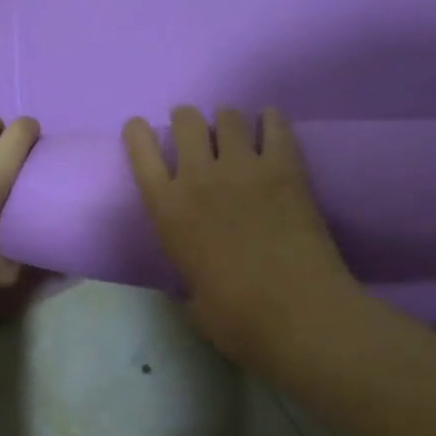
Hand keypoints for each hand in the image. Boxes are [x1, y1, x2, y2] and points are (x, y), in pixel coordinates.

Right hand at [124, 106, 356, 372]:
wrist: (297, 314)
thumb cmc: (237, 319)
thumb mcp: (193, 300)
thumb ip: (189, 279)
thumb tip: (196, 282)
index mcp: (168, 210)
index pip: (141, 151)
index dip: (138, 133)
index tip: (141, 130)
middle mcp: (198, 177)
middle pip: (186, 120)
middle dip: (188, 122)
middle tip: (199, 137)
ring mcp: (243, 167)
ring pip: (228, 115)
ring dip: (227, 122)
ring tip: (237, 136)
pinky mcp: (285, 167)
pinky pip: (274, 125)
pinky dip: (270, 121)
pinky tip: (270, 127)